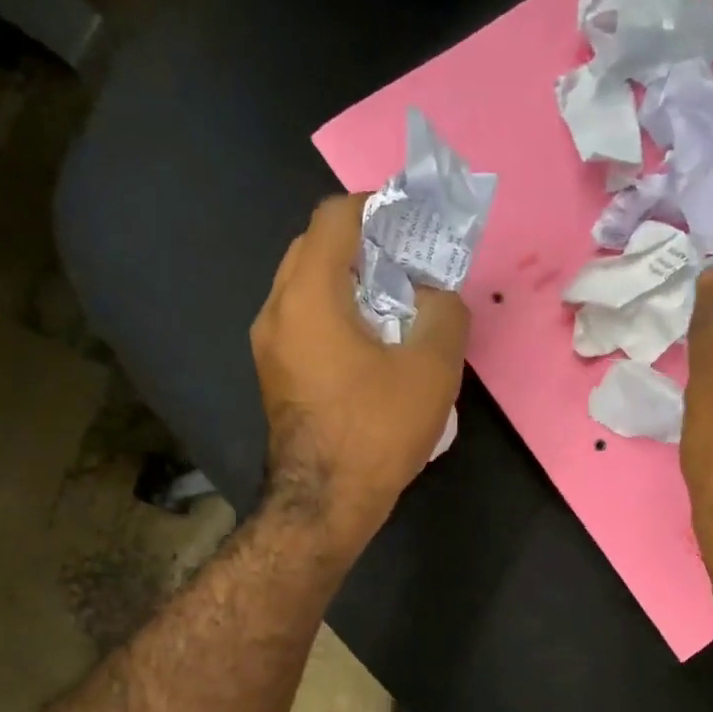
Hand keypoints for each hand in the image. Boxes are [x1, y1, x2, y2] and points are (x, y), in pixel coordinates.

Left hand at [251, 194, 469, 557]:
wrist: (323, 504)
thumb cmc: (375, 431)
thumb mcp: (431, 367)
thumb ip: (444, 310)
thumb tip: (435, 296)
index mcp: (308, 294)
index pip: (335, 217)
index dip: (377, 207)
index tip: (413, 224)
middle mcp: (276, 310)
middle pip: (315, 248)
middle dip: (363, 244)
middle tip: (407, 263)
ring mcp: (268, 347)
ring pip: (305, 288)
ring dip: (347, 282)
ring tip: (394, 304)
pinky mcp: (274, 377)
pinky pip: (301, 323)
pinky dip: (333, 315)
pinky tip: (369, 343)